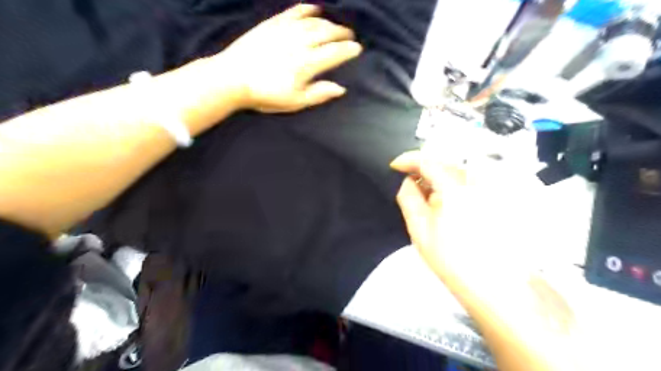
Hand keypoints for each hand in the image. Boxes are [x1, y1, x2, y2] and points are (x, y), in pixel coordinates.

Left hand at [216, 3, 360, 112]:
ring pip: (314, 22)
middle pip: (327, 33)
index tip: (358, 49)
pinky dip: (307, 9)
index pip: (335, 53)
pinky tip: (316, 9)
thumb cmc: (266, 94)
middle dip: (342, 33)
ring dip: (329, 23)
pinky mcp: (273, 24)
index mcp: (307, 64)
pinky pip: (294, 12)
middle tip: (351, 36)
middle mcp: (300, 43)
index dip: (349, 50)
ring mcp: (286, 30)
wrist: (233, 78)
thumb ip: (319, 94)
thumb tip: (341, 88)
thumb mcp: (295, 102)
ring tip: (337, 27)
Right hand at [388, 149, 538, 281]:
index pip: (427, 160)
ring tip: (424, 198)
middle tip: (406, 184)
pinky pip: (466, 182)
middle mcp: (475, 181)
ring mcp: (488, 189)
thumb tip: (406, 181)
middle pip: (443, 164)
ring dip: (436, 179)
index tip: (394, 166)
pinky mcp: (494, 198)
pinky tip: (443, 204)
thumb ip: (408, 198)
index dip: (407, 160)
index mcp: (455, 186)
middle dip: (422, 170)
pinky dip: (450, 186)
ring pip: (455, 172)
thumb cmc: (452, 257)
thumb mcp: (419, 228)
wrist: (492, 283)